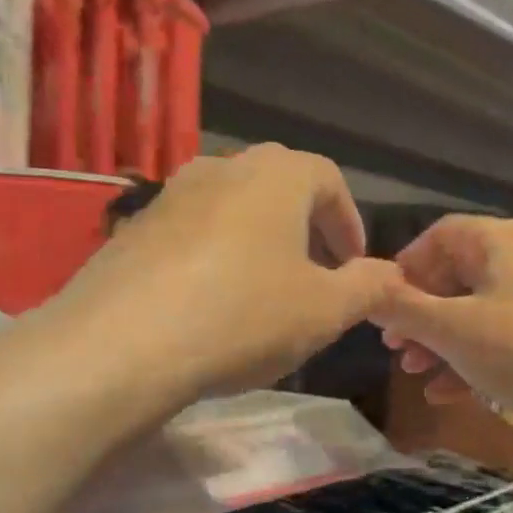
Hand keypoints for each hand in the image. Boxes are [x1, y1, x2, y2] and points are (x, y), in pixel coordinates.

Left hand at [48, 145, 394, 404]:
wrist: (123, 344)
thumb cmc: (242, 317)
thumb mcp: (323, 312)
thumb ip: (366, 287)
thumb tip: (389, 274)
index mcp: (275, 174)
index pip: (328, 179)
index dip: (348, 222)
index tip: (353, 265)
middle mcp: (220, 168)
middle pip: (275, 188)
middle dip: (302, 229)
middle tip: (311, 277)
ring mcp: (168, 196)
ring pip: (228, 210)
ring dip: (254, 243)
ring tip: (260, 292)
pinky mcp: (131, 231)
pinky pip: (187, 236)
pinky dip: (209, 259)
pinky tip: (205, 305)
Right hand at [373, 216, 512, 454]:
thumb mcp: (451, 330)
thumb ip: (402, 308)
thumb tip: (366, 290)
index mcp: (505, 242)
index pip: (441, 235)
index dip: (405, 266)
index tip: (381, 303)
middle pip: (458, 274)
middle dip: (419, 311)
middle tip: (393, 344)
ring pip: (478, 309)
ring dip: (440, 339)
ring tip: (413, 371)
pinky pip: (503, 336)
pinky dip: (471, 357)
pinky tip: (444, 393)